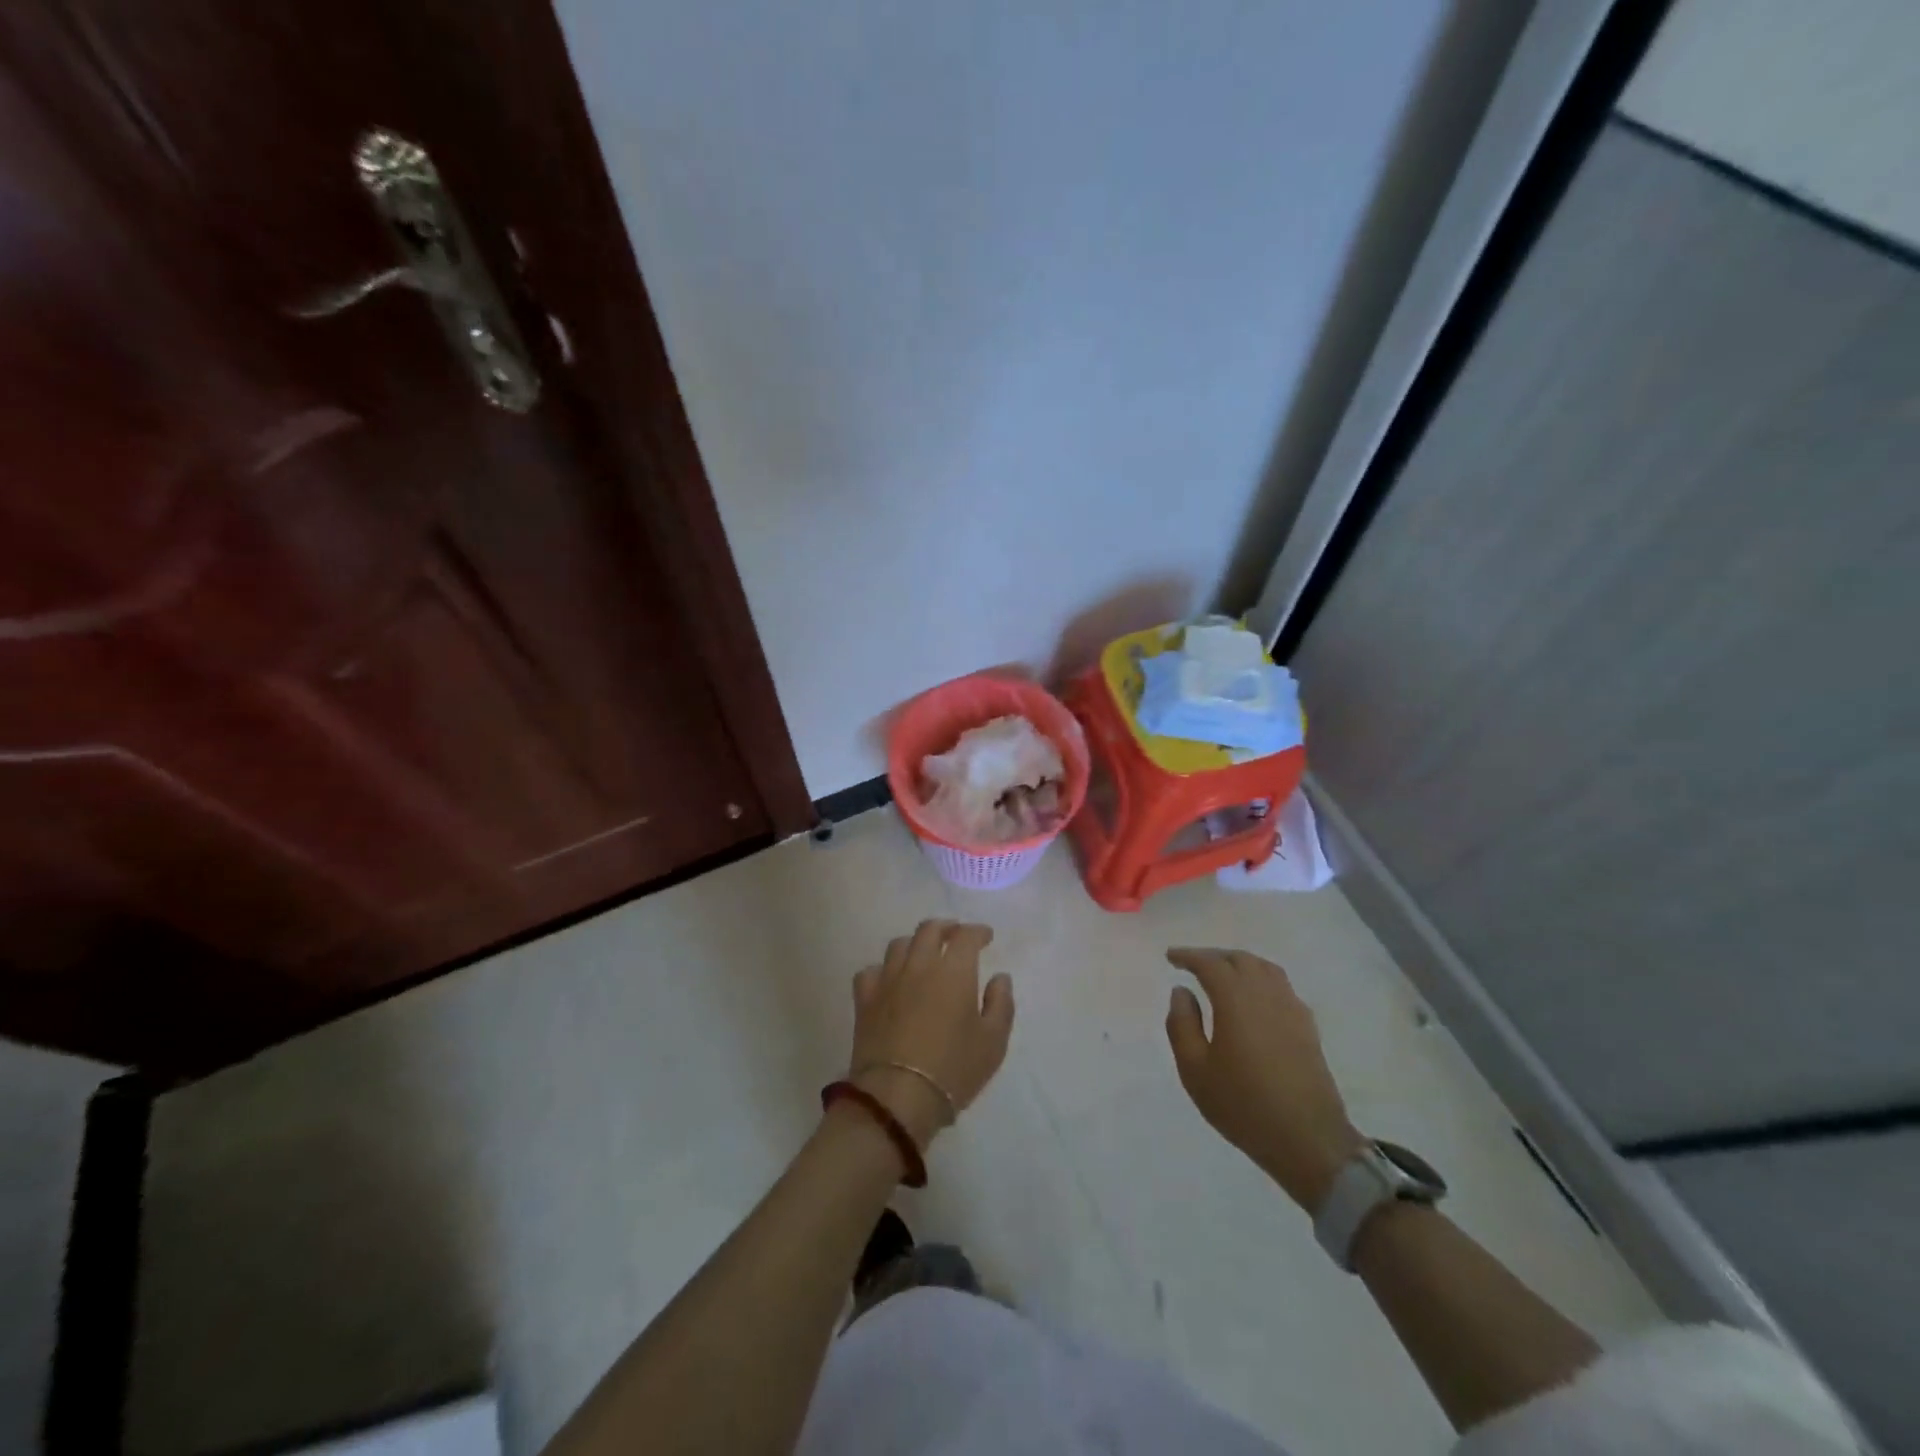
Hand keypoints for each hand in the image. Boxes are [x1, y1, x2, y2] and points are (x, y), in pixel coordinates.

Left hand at [848, 920, 1013, 1148]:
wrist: (898, 1096)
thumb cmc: (953, 1069)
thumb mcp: (993, 1042)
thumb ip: (1001, 1004)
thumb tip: (1000, 978)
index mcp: (954, 971)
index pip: (966, 936)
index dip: (978, 932)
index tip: (986, 937)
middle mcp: (919, 965)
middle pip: (929, 930)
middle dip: (946, 927)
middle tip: (955, 936)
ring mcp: (888, 980)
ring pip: (899, 944)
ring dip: (914, 944)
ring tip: (923, 954)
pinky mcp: (865, 1000)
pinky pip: (871, 971)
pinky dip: (883, 970)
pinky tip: (889, 980)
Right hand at [1165, 947, 1362, 1210]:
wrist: (1308, 1140)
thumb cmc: (1243, 1105)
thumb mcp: (1195, 1070)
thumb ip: (1182, 1025)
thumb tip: (1181, 992)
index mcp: (1236, 1000)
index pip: (1210, 963)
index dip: (1188, 956)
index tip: (1171, 956)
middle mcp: (1266, 994)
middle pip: (1239, 959)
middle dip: (1214, 957)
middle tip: (1193, 964)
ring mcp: (1292, 1009)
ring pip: (1264, 969)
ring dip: (1240, 964)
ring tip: (1223, 974)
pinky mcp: (1307, 1027)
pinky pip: (1281, 987)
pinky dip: (1261, 980)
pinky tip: (1254, 998)